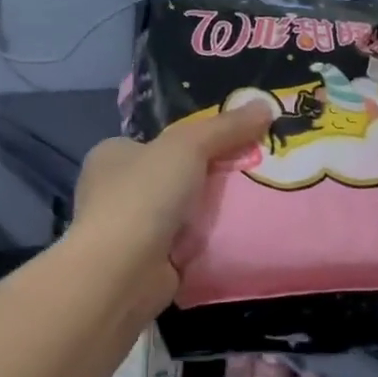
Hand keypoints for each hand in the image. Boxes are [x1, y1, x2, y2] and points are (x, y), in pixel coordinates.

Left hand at [71, 105, 273, 307]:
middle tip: (251, 173)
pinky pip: (184, 245)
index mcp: (111, 156)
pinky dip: (206, 242)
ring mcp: (128, 230)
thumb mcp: (188, 146)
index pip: (156, 142)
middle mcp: (113, 191)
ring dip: (208, 213)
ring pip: (180, 212)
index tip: (232, 144)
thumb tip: (266, 105)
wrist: (122, 272)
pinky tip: (236, 237)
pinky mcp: (145, 263)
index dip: (192, 141)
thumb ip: (226, 127)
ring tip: (254, 203)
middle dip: (207, 178)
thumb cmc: (144, 196)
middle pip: (172, 176)